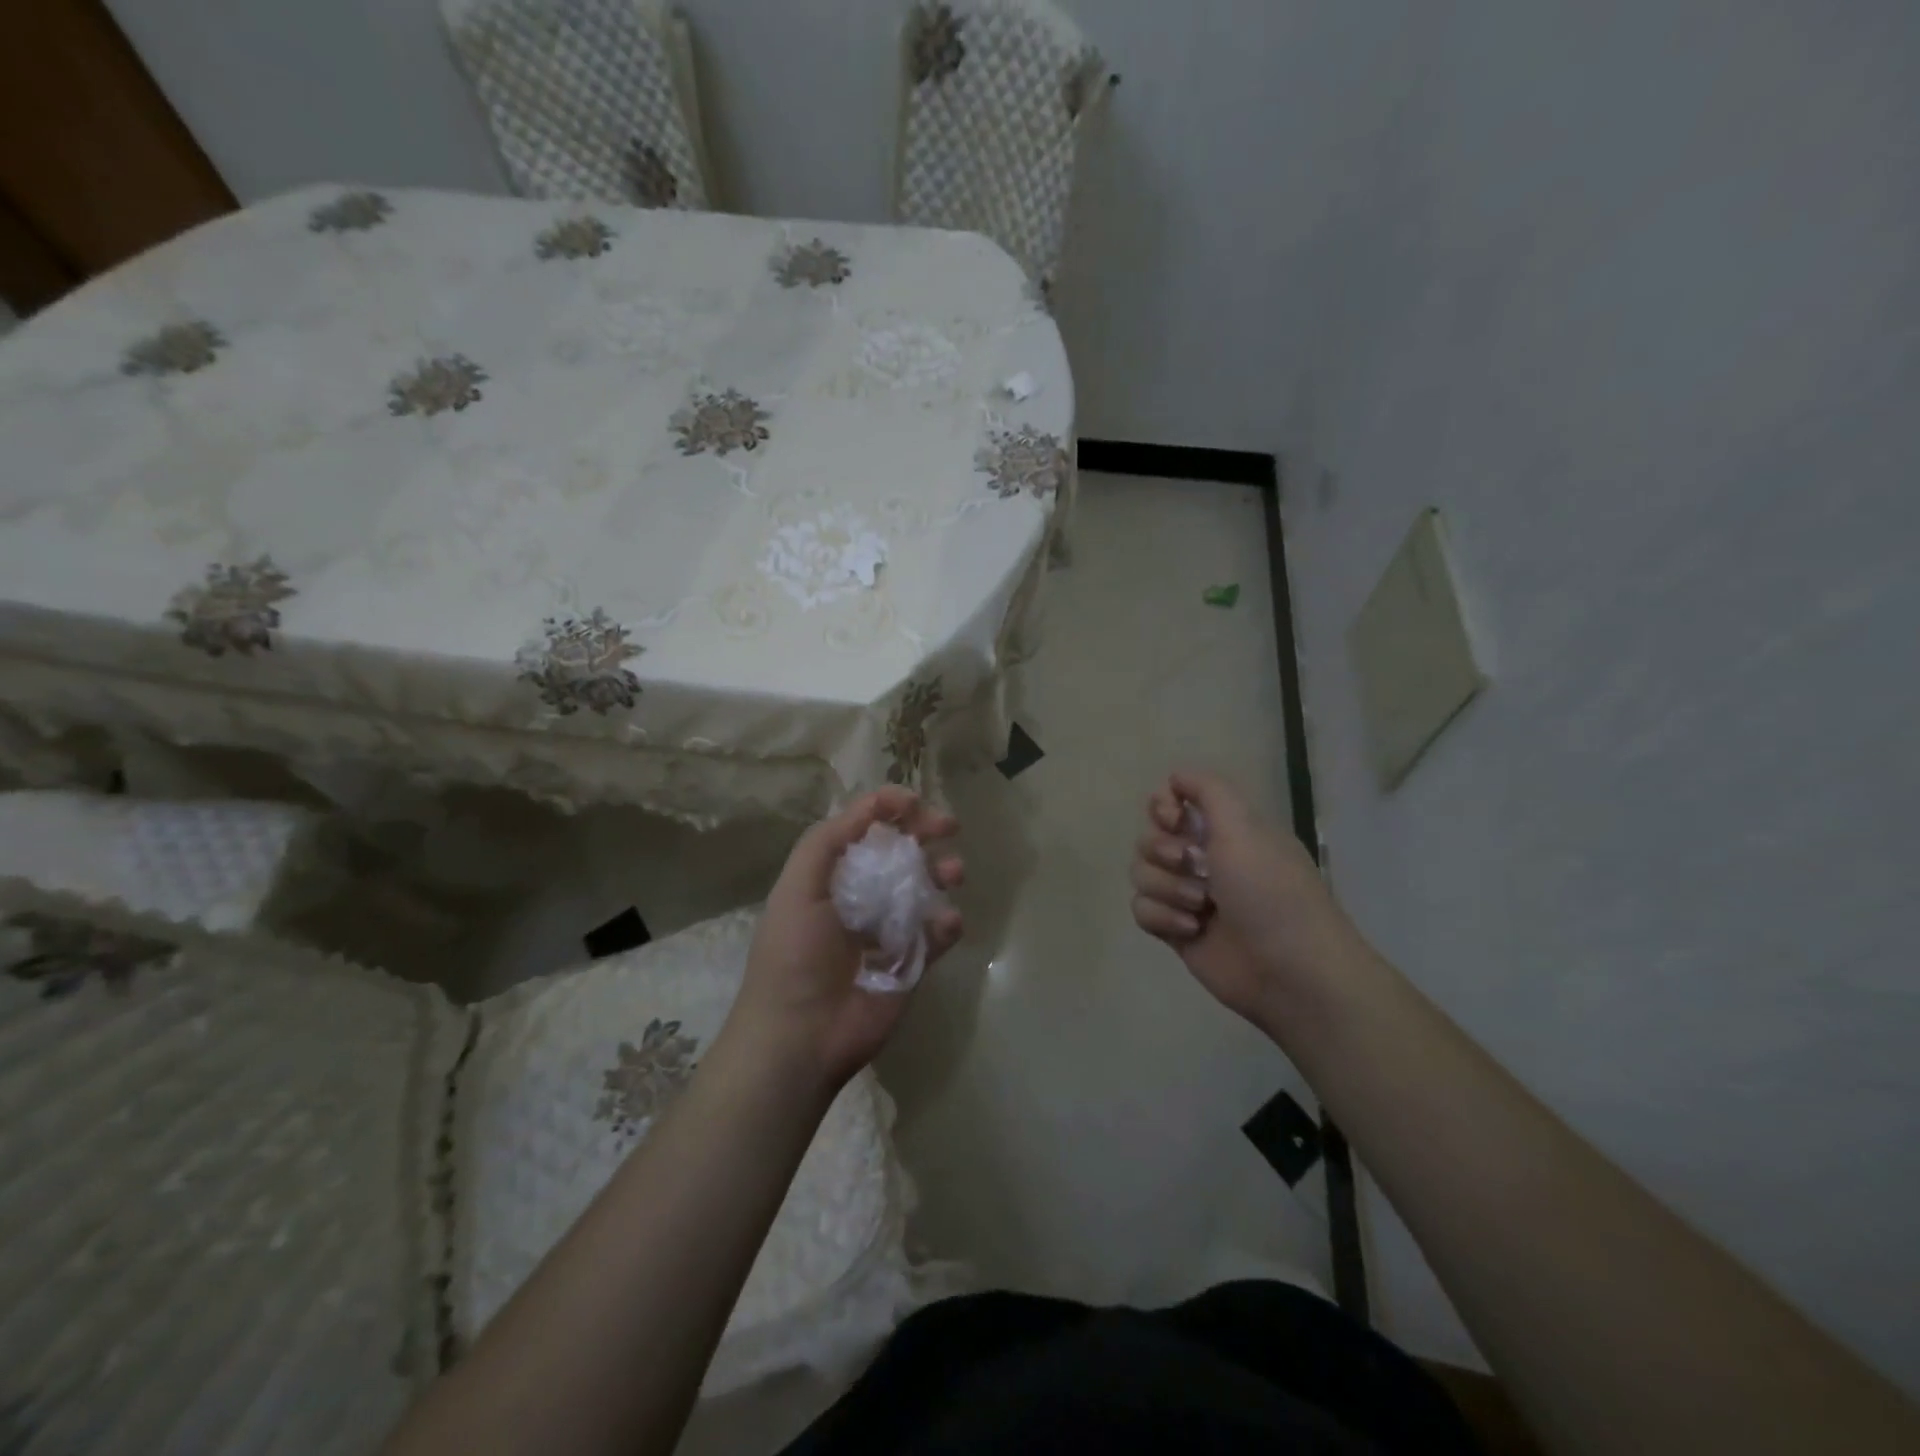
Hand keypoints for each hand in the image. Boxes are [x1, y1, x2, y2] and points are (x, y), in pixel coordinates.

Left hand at [723, 787, 962, 1093]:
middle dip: (925, 832)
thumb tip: (874, 804)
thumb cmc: (794, 954)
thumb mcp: (798, 886)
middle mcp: (862, 897)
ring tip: (953, 872)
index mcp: (831, 876)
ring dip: (942, 872)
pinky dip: (947, 924)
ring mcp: (889, 930)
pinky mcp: (911, 963)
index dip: (889, 809)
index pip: (865, 830)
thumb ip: (829, 840)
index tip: (915, 802)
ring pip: (925, 889)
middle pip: (900, 853)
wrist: (801, 1036)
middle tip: (949, 825)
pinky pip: (937, 934)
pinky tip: (946, 923)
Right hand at [1130, 770, 1359, 1033]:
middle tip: (1192, 864)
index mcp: (1224, 830)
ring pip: (1141, 874)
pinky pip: (1142, 910)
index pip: (1171, 803)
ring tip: (1201, 906)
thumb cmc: (1270, 890)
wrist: (1289, 969)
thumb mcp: (1244, 825)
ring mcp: (1187, 896)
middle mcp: (1203, 858)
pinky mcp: (1176, 930)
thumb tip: (1176, 776)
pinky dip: (1162, 917)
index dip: (1162, 806)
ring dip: (1167, 888)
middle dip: (1163, 851)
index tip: (1173, 818)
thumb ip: (1208, 790)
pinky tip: (1191, 930)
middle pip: (1149, 838)